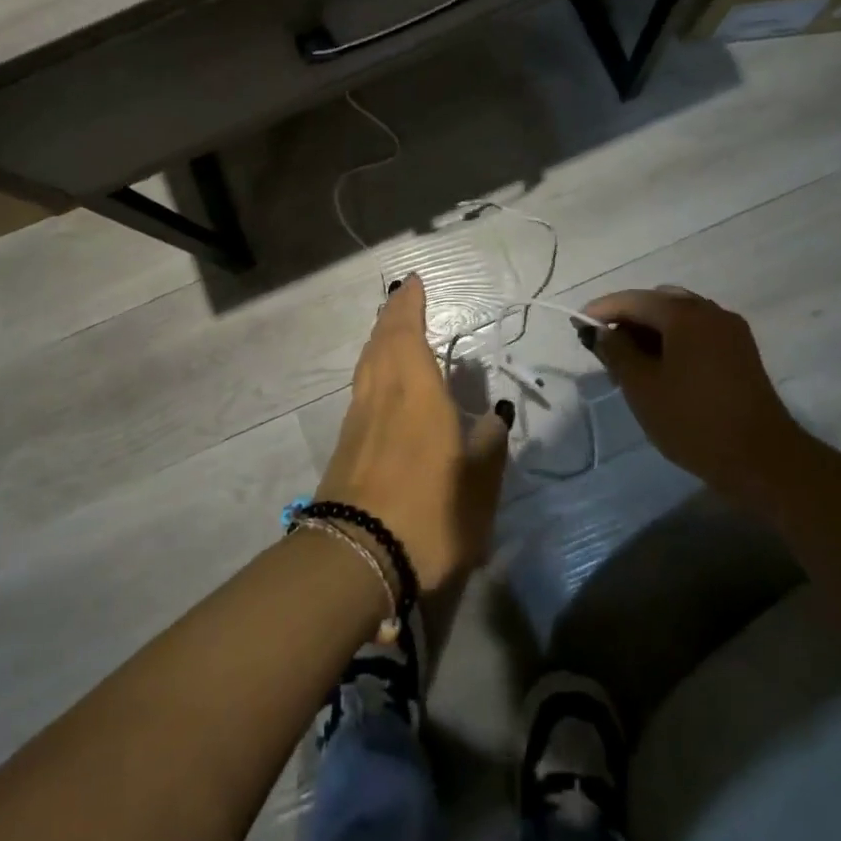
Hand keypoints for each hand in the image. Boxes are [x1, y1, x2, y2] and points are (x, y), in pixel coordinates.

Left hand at [316, 275, 511, 593]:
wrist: (355, 559)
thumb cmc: (427, 515)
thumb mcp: (478, 486)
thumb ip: (489, 446)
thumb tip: (495, 414)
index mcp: (416, 392)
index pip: (407, 332)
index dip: (409, 305)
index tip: (413, 282)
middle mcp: (382, 394)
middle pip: (380, 341)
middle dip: (391, 315)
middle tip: (403, 298)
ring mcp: (358, 419)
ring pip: (366, 363)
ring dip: (378, 339)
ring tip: (391, 331)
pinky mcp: (345, 444)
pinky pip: (361, 386)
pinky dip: (372, 367)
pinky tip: (382, 382)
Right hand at [580, 287, 800, 490]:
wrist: (762, 460)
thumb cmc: (693, 420)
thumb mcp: (642, 387)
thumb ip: (616, 352)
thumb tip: (600, 331)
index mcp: (684, 314)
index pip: (632, 300)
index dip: (601, 309)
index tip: (576, 324)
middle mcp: (710, 311)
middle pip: (657, 302)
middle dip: (627, 319)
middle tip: (603, 346)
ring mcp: (730, 331)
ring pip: (679, 317)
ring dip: (650, 330)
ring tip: (628, 361)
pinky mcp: (741, 352)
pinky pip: (697, 333)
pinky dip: (673, 340)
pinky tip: (660, 368)